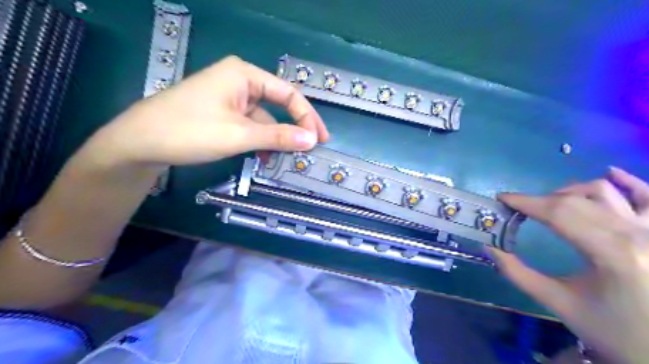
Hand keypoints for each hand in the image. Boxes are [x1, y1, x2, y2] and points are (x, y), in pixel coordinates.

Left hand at [86, 55, 329, 167]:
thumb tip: (311, 140)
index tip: (319, 140)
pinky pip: (250, 125)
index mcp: (245, 75)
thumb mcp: (239, 135)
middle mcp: (240, 81)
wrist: (139, 142)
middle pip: (278, 105)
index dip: (308, 117)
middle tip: (310, 148)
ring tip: (284, 159)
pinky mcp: (222, 112)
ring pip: (264, 119)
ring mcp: (230, 97)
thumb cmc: (190, 131)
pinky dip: (260, 141)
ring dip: (275, 139)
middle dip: (294, 128)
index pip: (289, 94)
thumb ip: (278, 137)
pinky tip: (262, 157)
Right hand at [493, 167, 648, 363]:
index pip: (558, 213)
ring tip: (552, 203)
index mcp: (611, 254)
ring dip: (571, 191)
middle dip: (540, 200)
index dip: (525, 202)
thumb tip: (488, 248)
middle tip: (520, 209)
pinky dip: (629, 182)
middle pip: (575, 200)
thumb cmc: (613, 331)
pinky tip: (610, 173)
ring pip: (605, 191)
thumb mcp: (558, 303)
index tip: (502, 199)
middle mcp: (638, 234)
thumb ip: (517, 273)